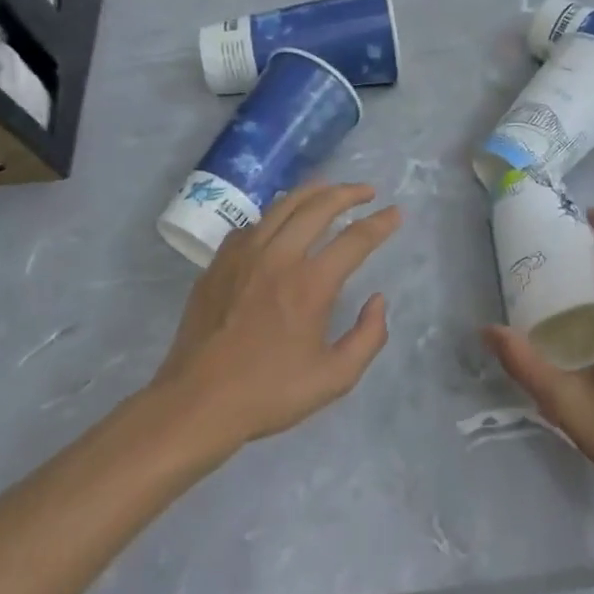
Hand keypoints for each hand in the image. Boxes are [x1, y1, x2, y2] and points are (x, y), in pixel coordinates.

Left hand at [152, 183, 401, 451]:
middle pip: (318, 207)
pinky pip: (252, 225)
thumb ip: (368, 337)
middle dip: (348, 193)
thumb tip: (378, 300)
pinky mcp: (218, 263)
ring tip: (329, 191)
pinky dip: (275, 216)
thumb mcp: (335, 378)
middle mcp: (278, 257)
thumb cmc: (269, 393)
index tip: (396, 213)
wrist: (197, 402)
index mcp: (310, 284)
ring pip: (282, 206)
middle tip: (367, 191)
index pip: (355, 239)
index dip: (381, 223)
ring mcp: (243, 256)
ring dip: (312, 193)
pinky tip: (281, 223)